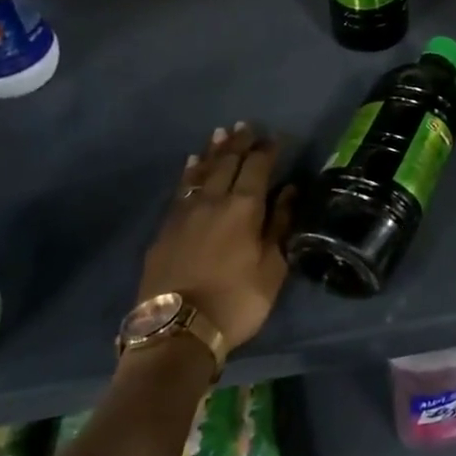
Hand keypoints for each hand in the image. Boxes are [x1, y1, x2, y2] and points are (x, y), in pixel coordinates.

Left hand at [138, 123, 294, 354]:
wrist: (177, 330)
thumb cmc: (236, 301)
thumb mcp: (272, 268)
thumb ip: (280, 225)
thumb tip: (289, 191)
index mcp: (243, 207)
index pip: (257, 167)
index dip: (267, 150)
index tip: (275, 137)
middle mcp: (213, 201)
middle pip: (227, 162)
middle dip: (239, 142)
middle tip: (246, 125)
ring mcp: (185, 213)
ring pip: (201, 171)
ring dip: (212, 151)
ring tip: (220, 133)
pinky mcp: (165, 228)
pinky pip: (181, 189)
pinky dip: (189, 172)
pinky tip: (191, 165)